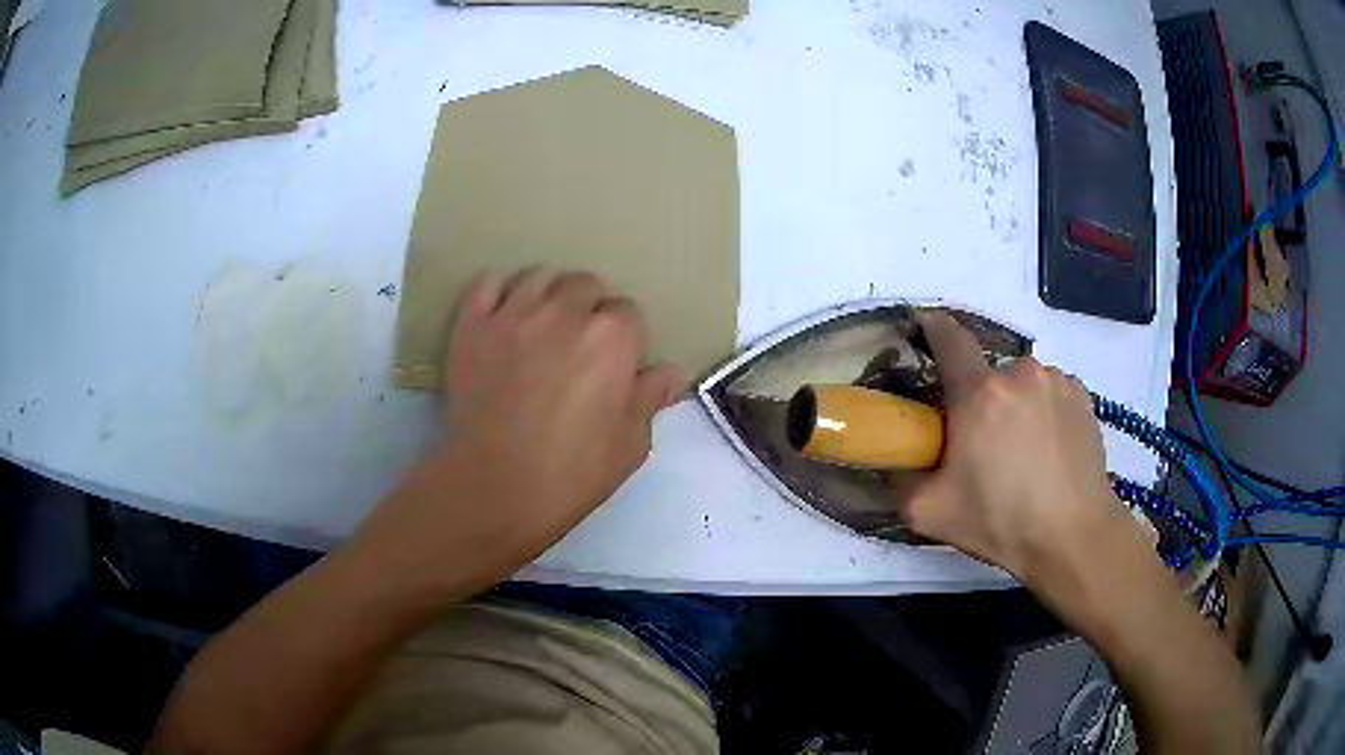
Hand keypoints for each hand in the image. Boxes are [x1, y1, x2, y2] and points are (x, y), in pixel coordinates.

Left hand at [353, 269, 682, 592]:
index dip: (626, 338)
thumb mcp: (629, 445)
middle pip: (585, 284)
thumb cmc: (571, 474)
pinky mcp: (473, 325)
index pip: (628, 312)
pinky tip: (505, 312)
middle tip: (581, 344)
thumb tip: (670, 372)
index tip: (617, 363)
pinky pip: (488, 283)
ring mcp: (513, 313)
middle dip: (590, 307)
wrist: (494, 487)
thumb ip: (649, 398)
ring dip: (550, 293)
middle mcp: (564, 311)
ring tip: (545, 323)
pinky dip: (500, 290)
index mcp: (611, 337)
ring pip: (540, 276)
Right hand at [896, 313, 1140, 590]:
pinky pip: (1051, 393)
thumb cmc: (1001, 522)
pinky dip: (1044, 411)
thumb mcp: (929, 513)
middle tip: (981, 444)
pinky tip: (1049, 450)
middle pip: (987, 373)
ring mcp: (1057, 381)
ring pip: (1022, 383)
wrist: (1074, 537)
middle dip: (979, 398)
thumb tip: (895, 462)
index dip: (932, 329)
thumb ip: (899, 481)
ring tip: (1022, 452)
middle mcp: (1020, 373)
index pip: (949, 337)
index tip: (924, 332)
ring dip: (1015, 405)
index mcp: (979, 393)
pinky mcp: (1083, 396)